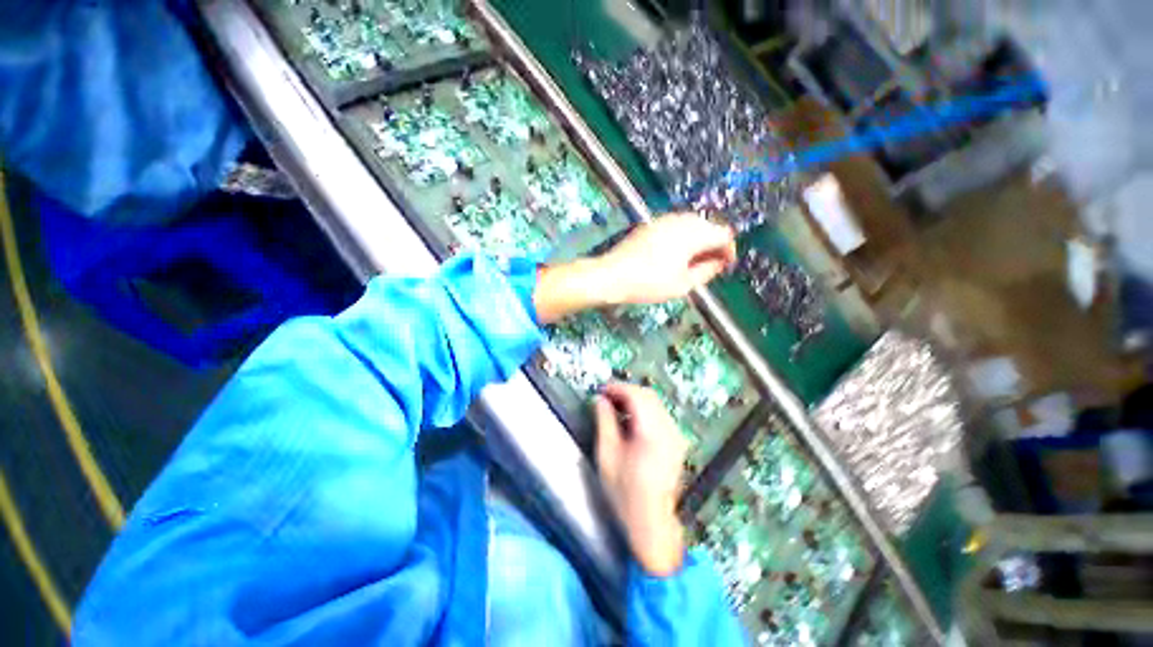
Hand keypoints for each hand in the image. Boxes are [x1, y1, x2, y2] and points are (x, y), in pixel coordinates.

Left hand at [532, 212, 734, 323]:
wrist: (612, 275)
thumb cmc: (648, 283)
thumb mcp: (682, 284)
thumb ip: (706, 271)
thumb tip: (718, 262)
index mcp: (693, 233)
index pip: (724, 234)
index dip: (729, 250)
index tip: (725, 266)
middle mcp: (681, 220)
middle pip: (708, 226)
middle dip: (713, 245)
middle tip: (709, 266)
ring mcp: (664, 219)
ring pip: (692, 224)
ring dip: (698, 240)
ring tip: (691, 263)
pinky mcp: (650, 224)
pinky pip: (675, 226)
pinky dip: (682, 237)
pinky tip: (674, 255)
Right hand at [594, 382, 688, 576]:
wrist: (651, 522)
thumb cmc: (624, 492)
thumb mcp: (607, 456)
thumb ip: (604, 422)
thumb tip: (600, 399)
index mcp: (652, 433)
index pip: (637, 396)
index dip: (618, 388)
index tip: (602, 390)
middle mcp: (669, 430)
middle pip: (649, 396)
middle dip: (626, 391)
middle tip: (607, 397)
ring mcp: (676, 436)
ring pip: (656, 403)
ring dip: (635, 400)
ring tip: (616, 407)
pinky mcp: (677, 442)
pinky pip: (661, 415)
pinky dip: (645, 410)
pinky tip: (631, 421)